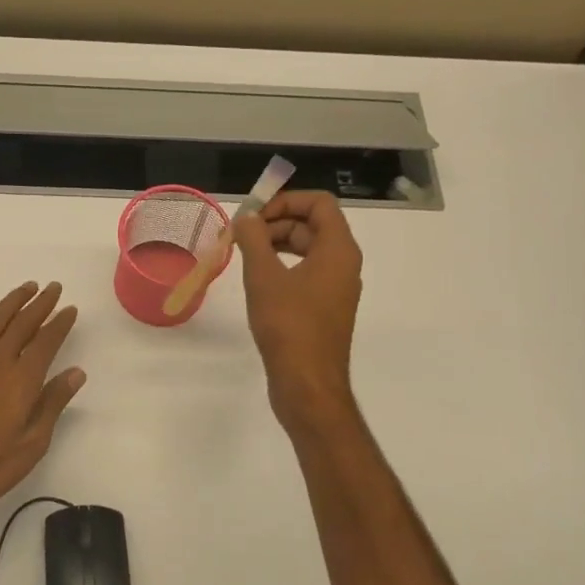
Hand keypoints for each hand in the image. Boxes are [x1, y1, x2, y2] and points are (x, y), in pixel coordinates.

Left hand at [0, 282, 85, 512]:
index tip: (69, 308)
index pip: (46, 341)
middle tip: (52, 287)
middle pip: (21, 323)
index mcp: (21, 379)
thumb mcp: (31, 444)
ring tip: (25, 288)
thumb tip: (76, 372)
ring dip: (11, 302)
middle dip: (40, 303)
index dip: (59, 323)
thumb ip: (52, 403)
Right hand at [234, 191, 362, 429]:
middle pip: (312, 225)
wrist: (307, 384)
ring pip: (307, 250)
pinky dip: (282, 267)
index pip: (319, 204)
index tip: (254, 216)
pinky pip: (305, 273)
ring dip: (276, 244)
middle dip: (276, 222)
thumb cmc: (288, 325)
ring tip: (244, 254)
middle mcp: (343, 264)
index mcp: (338, 250)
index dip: (286, 200)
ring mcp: (335, 288)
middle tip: (241, 236)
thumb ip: (253, 240)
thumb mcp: (263, 277)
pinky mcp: (324, 309)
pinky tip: (257, 280)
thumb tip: (246, 218)